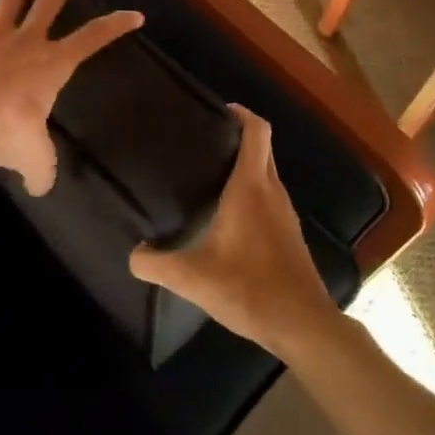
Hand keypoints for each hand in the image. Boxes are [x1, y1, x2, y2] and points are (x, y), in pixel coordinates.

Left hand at [0, 0, 141, 194]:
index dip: (115, 26)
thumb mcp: (33, 157)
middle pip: (50, 3)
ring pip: (9, 0)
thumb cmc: (4, 129)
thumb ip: (41, 171)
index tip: (135, 13)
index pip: (92, 39)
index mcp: (52, 65)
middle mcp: (26, 43)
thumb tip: (40, 188)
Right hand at [129, 106, 341, 357]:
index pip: (257, 131)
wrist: (302, 325)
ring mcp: (285, 213)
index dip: (242, 113)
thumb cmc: (248, 288)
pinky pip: (270, 197)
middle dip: (238, 136)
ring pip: (267, 173)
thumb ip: (155, 263)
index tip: (219, 109)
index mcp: (251, 187)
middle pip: (262, 148)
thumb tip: (133, 253)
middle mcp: (272, 191)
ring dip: (246, 164)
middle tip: (203, 140)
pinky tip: (229, 214)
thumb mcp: (192, 277)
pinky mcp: (290, 234)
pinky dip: (252, 190)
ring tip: (210, 172)